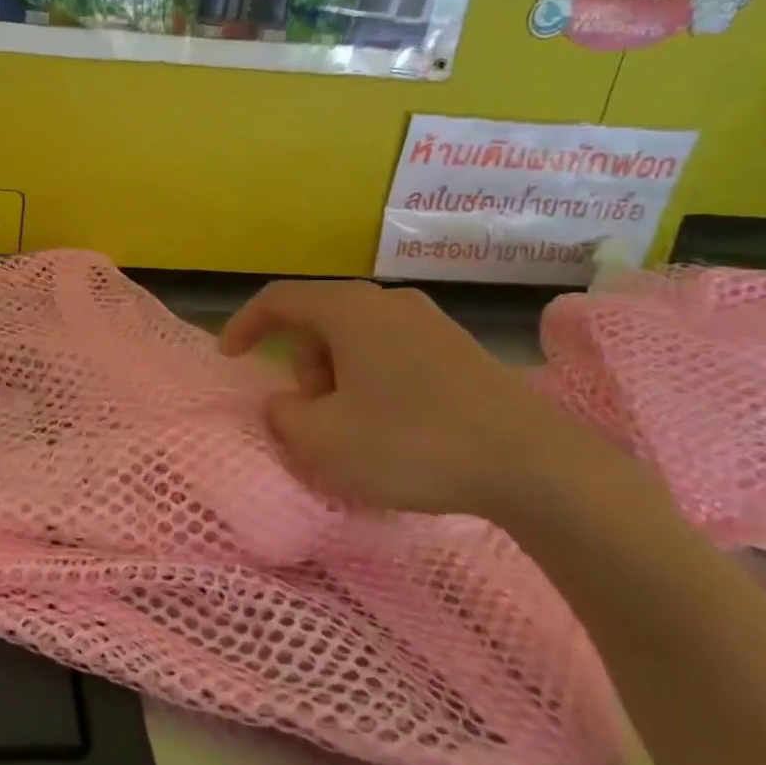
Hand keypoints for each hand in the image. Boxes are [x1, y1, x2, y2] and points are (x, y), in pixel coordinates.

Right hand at [220, 281, 644, 530]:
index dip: (244, 324)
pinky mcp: (460, 350)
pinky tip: (393, 425)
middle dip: (301, 364)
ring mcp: (430, 322)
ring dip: (337, 375)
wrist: (536, 465)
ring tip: (354, 426)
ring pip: (356, 338)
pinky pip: (392, 353)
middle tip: (311, 413)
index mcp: (349, 310)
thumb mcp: (323, 441)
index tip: (230, 356)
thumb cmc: (413, 444)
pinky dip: (372, 381)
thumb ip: (282, 416)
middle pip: (319, 320)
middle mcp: (388, 302)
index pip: (278, 299)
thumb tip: (284, 403)